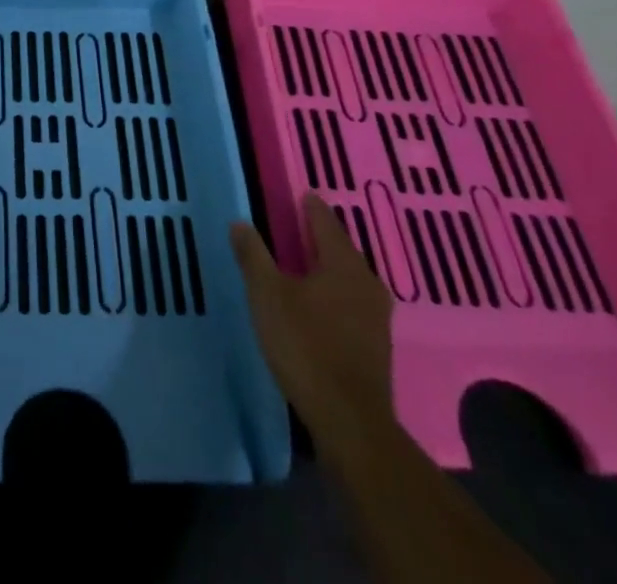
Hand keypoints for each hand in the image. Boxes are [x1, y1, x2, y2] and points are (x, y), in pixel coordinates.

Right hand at [230, 192, 394, 462]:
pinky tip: (319, 303)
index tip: (299, 195)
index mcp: (343, 263)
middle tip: (296, 225)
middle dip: (320, 236)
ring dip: (328, 266)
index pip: (326, 221)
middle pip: (341, 248)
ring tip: (304, 262)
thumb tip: (240, 222)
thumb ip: (253, 255)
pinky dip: (335, 292)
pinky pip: (352, 302)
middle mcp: (366, 282)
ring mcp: (376, 316)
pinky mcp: (376, 344)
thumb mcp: (267, 295)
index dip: (310, 207)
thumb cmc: (306, 346)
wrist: (350, 422)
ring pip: (349, 277)